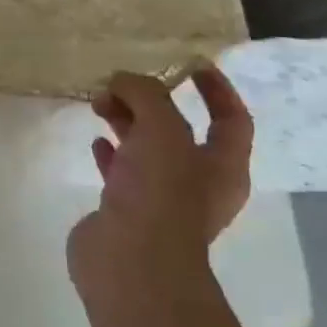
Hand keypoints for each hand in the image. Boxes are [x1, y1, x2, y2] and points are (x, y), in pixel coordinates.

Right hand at [67, 65, 252, 292]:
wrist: (130, 263)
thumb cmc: (160, 194)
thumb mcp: (160, 129)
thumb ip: (145, 94)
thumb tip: (122, 80)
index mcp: (222, 167)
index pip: (232, 119)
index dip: (216, 90)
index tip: (190, 64)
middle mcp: (197, 183)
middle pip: (179, 130)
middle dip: (151, 102)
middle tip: (119, 83)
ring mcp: (161, 199)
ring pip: (146, 149)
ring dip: (126, 122)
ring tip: (98, 103)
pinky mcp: (127, 211)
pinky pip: (121, 171)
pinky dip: (110, 152)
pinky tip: (95, 140)